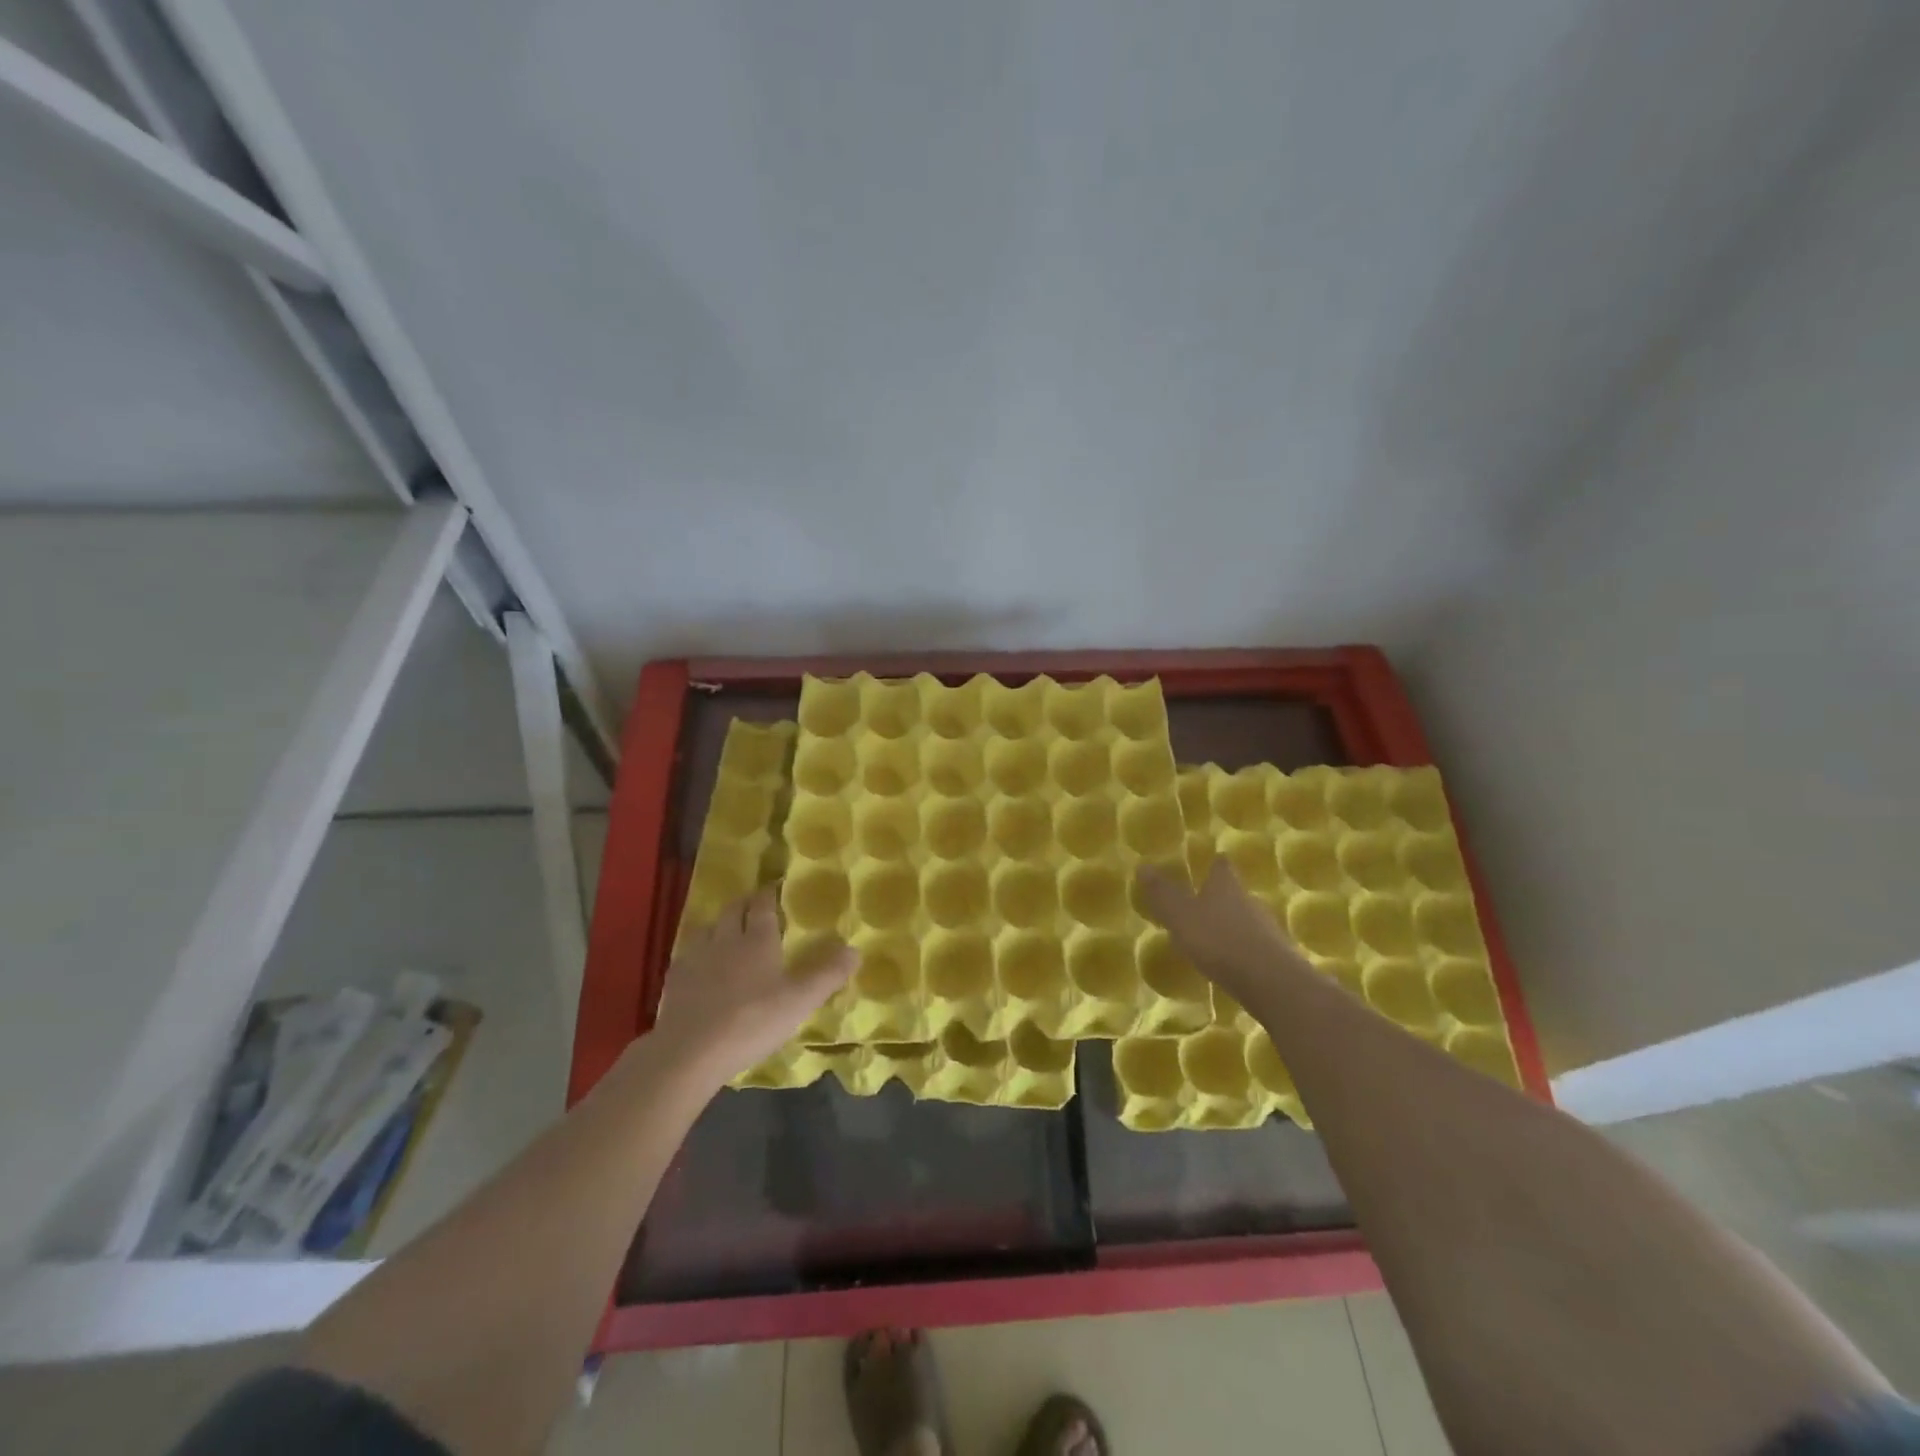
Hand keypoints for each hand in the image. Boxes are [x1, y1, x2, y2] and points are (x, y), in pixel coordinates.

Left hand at [649, 886, 855, 1085]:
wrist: (689, 1052)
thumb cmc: (751, 1021)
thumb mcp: (799, 1001)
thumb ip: (827, 974)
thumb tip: (855, 950)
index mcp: (757, 940)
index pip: (762, 905)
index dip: (769, 894)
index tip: (775, 887)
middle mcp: (725, 940)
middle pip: (732, 910)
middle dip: (744, 903)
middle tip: (754, 904)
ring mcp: (695, 959)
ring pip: (707, 929)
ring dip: (719, 924)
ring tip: (727, 932)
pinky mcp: (674, 981)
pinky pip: (687, 955)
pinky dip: (698, 953)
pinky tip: (700, 966)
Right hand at [1136, 858, 1306, 1003]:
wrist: (1270, 982)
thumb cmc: (1219, 940)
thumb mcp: (1181, 916)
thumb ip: (1162, 894)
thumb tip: (1142, 865)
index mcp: (1226, 886)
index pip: (1221, 866)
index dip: (1214, 863)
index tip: (1210, 861)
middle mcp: (1248, 901)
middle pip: (1234, 892)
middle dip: (1220, 896)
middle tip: (1201, 901)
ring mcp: (1265, 929)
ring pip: (1245, 919)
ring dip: (1230, 924)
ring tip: (1211, 935)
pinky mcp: (1274, 956)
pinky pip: (1252, 945)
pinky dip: (1240, 949)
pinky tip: (1229, 961)